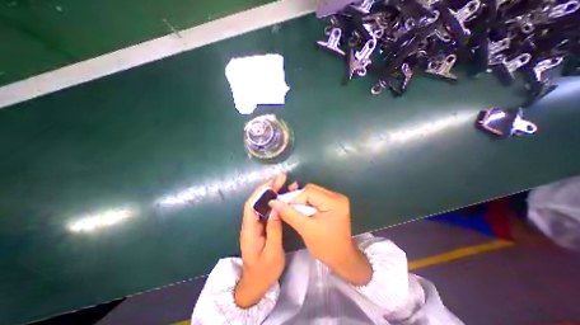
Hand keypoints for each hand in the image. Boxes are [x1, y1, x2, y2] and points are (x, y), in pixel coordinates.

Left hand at [236, 174, 286, 308]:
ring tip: (284, 184)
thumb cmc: (264, 272)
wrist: (255, 285)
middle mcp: (250, 224)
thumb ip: (274, 230)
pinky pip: (267, 211)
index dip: (261, 191)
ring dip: (272, 193)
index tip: (273, 182)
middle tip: (281, 178)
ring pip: (262, 204)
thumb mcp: (272, 252)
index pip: (252, 205)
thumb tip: (277, 209)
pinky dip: (274, 202)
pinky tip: (282, 197)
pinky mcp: (261, 227)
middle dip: (268, 188)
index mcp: (249, 230)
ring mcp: (255, 225)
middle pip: (257, 201)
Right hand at [272, 184, 370, 285]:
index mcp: (333, 202)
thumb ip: (289, 213)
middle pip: (311, 190)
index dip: (294, 197)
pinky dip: (307, 202)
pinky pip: (316, 197)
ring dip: (301, 200)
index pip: (309, 191)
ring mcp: (336, 199)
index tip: (282, 205)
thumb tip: (274, 202)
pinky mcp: (334, 203)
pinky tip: (301, 209)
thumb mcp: (305, 229)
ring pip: (313, 192)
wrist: (341, 258)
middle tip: (286, 206)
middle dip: (297, 198)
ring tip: (293, 208)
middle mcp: (337, 196)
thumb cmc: (325, 246)